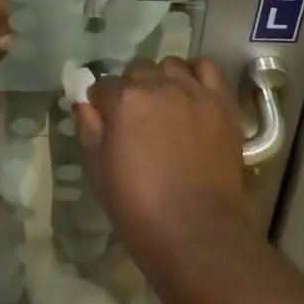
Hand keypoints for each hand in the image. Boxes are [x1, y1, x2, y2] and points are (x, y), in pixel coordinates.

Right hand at [73, 57, 252, 273]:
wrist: (198, 237)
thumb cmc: (140, 211)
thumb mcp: (99, 174)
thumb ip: (88, 130)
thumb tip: (83, 103)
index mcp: (124, 100)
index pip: (104, 86)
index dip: (102, 105)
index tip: (106, 122)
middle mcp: (158, 85)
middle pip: (137, 70)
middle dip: (131, 89)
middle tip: (136, 119)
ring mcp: (192, 91)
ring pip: (170, 66)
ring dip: (162, 80)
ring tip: (165, 106)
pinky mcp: (220, 102)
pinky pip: (206, 68)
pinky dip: (195, 74)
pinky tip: (191, 92)